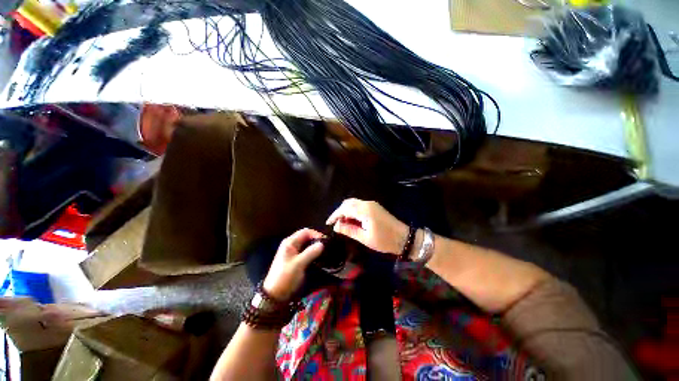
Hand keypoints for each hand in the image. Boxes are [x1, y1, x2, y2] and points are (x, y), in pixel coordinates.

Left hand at [263, 229, 324, 300]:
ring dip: (315, 247)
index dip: (316, 234)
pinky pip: (306, 252)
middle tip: (326, 247)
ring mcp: (293, 252)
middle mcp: (291, 244)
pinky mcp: (295, 260)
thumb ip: (311, 252)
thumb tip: (322, 244)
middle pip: (306, 237)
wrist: (275, 295)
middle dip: (316, 240)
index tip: (325, 241)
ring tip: (324, 252)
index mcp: (290, 242)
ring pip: (307, 245)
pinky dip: (312, 253)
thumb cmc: (285, 277)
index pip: (306, 231)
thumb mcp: (299, 264)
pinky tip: (319, 258)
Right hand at [326, 199, 407, 255]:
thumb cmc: (384, 240)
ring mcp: (372, 204)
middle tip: (336, 224)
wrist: (404, 238)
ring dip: (346, 211)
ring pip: (354, 203)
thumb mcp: (365, 238)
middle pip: (348, 203)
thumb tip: (336, 226)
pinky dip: (353, 211)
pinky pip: (359, 205)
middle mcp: (367, 204)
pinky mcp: (375, 207)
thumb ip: (349, 230)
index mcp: (365, 210)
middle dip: (340, 212)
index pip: (345, 208)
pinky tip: (352, 220)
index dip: (335, 215)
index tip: (328, 223)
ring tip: (343, 223)